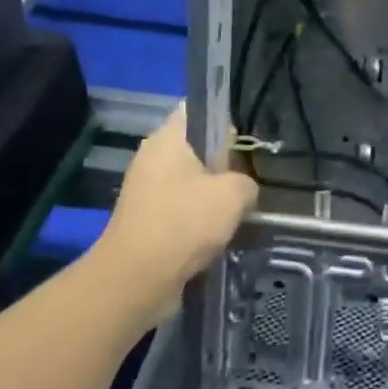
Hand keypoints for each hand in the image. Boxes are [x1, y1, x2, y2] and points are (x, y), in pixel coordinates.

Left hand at [94, 103, 256, 326]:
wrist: (136, 280)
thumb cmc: (185, 222)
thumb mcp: (234, 194)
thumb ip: (247, 181)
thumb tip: (242, 189)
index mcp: (168, 139)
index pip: (197, 108)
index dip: (225, 116)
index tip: (247, 137)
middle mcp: (153, 158)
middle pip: (198, 148)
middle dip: (225, 163)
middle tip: (251, 178)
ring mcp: (147, 190)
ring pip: (193, 181)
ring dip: (216, 195)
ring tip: (241, 209)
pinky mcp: (147, 219)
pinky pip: (183, 208)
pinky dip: (201, 218)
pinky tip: (221, 233)